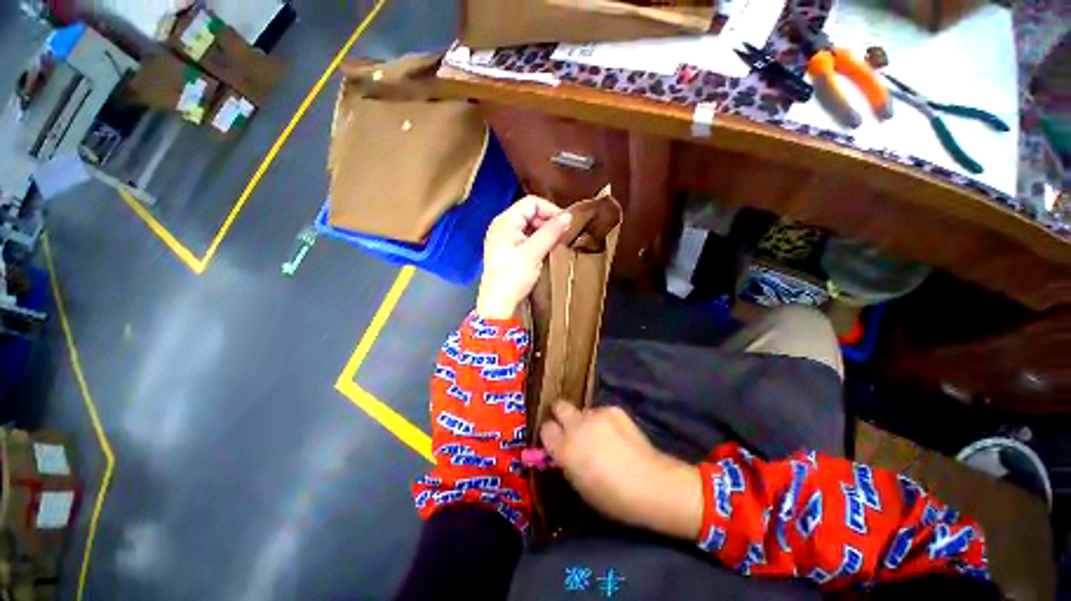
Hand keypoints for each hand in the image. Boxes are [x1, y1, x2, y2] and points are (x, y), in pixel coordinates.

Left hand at [476, 196, 571, 319]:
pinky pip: (525, 237)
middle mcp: (502, 225)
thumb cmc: (513, 276)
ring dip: (544, 231)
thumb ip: (551, 232)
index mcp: (504, 221)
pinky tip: (546, 249)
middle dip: (548, 220)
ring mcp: (503, 238)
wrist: (497, 303)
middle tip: (563, 234)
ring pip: (528, 225)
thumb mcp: (533, 253)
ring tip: (556, 242)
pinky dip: (537, 239)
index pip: (531, 203)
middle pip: (529, 212)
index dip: (550, 209)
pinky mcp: (506, 249)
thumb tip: (569, 216)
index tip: (566, 223)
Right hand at [540, 402, 703, 540]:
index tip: (555, 440)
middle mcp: (577, 426)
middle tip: (571, 429)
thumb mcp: (579, 484)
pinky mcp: (613, 409)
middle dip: (561, 415)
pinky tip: (617, 435)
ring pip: (583, 411)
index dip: (550, 434)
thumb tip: (560, 449)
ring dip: (586, 421)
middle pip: (559, 406)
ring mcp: (596, 414)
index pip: (545, 428)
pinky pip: (601, 412)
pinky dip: (604, 421)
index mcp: (565, 448)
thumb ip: (565, 461)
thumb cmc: (612, 496)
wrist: (651, 484)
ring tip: (602, 438)